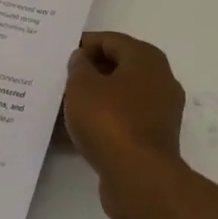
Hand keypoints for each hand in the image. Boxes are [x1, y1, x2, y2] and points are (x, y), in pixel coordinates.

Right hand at [63, 32, 186, 218]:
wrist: (139, 177)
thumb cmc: (110, 120)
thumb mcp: (83, 86)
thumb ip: (79, 66)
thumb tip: (83, 59)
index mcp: (146, 59)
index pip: (111, 40)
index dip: (84, 45)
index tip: (59, 54)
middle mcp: (159, 80)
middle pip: (117, 68)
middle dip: (87, 73)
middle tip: (58, 80)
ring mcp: (159, 111)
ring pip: (118, 97)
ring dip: (91, 100)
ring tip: (59, 107)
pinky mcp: (152, 139)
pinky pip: (121, 122)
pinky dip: (99, 123)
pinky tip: (71, 134)